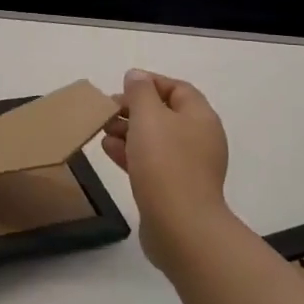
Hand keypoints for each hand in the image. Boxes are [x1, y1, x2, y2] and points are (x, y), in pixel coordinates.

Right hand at [103, 69, 231, 270]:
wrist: (181, 227)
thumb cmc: (165, 163)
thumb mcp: (148, 116)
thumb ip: (140, 92)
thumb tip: (136, 77)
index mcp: (200, 117)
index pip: (177, 88)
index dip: (149, 83)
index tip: (121, 87)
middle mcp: (200, 138)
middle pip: (164, 114)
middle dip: (133, 109)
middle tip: (107, 111)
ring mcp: (189, 166)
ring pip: (155, 140)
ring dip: (128, 132)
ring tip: (102, 130)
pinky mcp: (175, 189)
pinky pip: (152, 163)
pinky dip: (131, 154)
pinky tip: (109, 151)